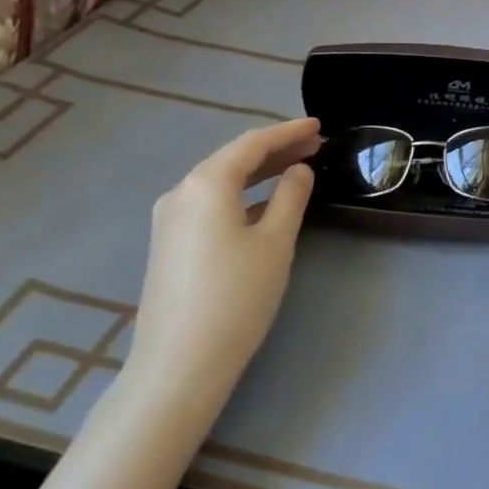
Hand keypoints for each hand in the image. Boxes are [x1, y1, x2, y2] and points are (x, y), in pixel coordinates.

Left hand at [122, 118, 321, 407]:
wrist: (180, 362)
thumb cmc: (237, 296)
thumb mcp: (275, 243)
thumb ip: (290, 198)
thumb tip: (299, 171)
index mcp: (206, 184)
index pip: (252, 144)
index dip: (288, 132)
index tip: (319, 126)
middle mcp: (180, 193)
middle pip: (233, 159)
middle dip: (275, 149)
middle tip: (314, 145)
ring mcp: (169, 220)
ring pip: (220, 182)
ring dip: (258, 172)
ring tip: (296, 168)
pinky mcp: (170, 244)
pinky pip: (209, 203)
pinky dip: (241, 194)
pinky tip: (263, 204)